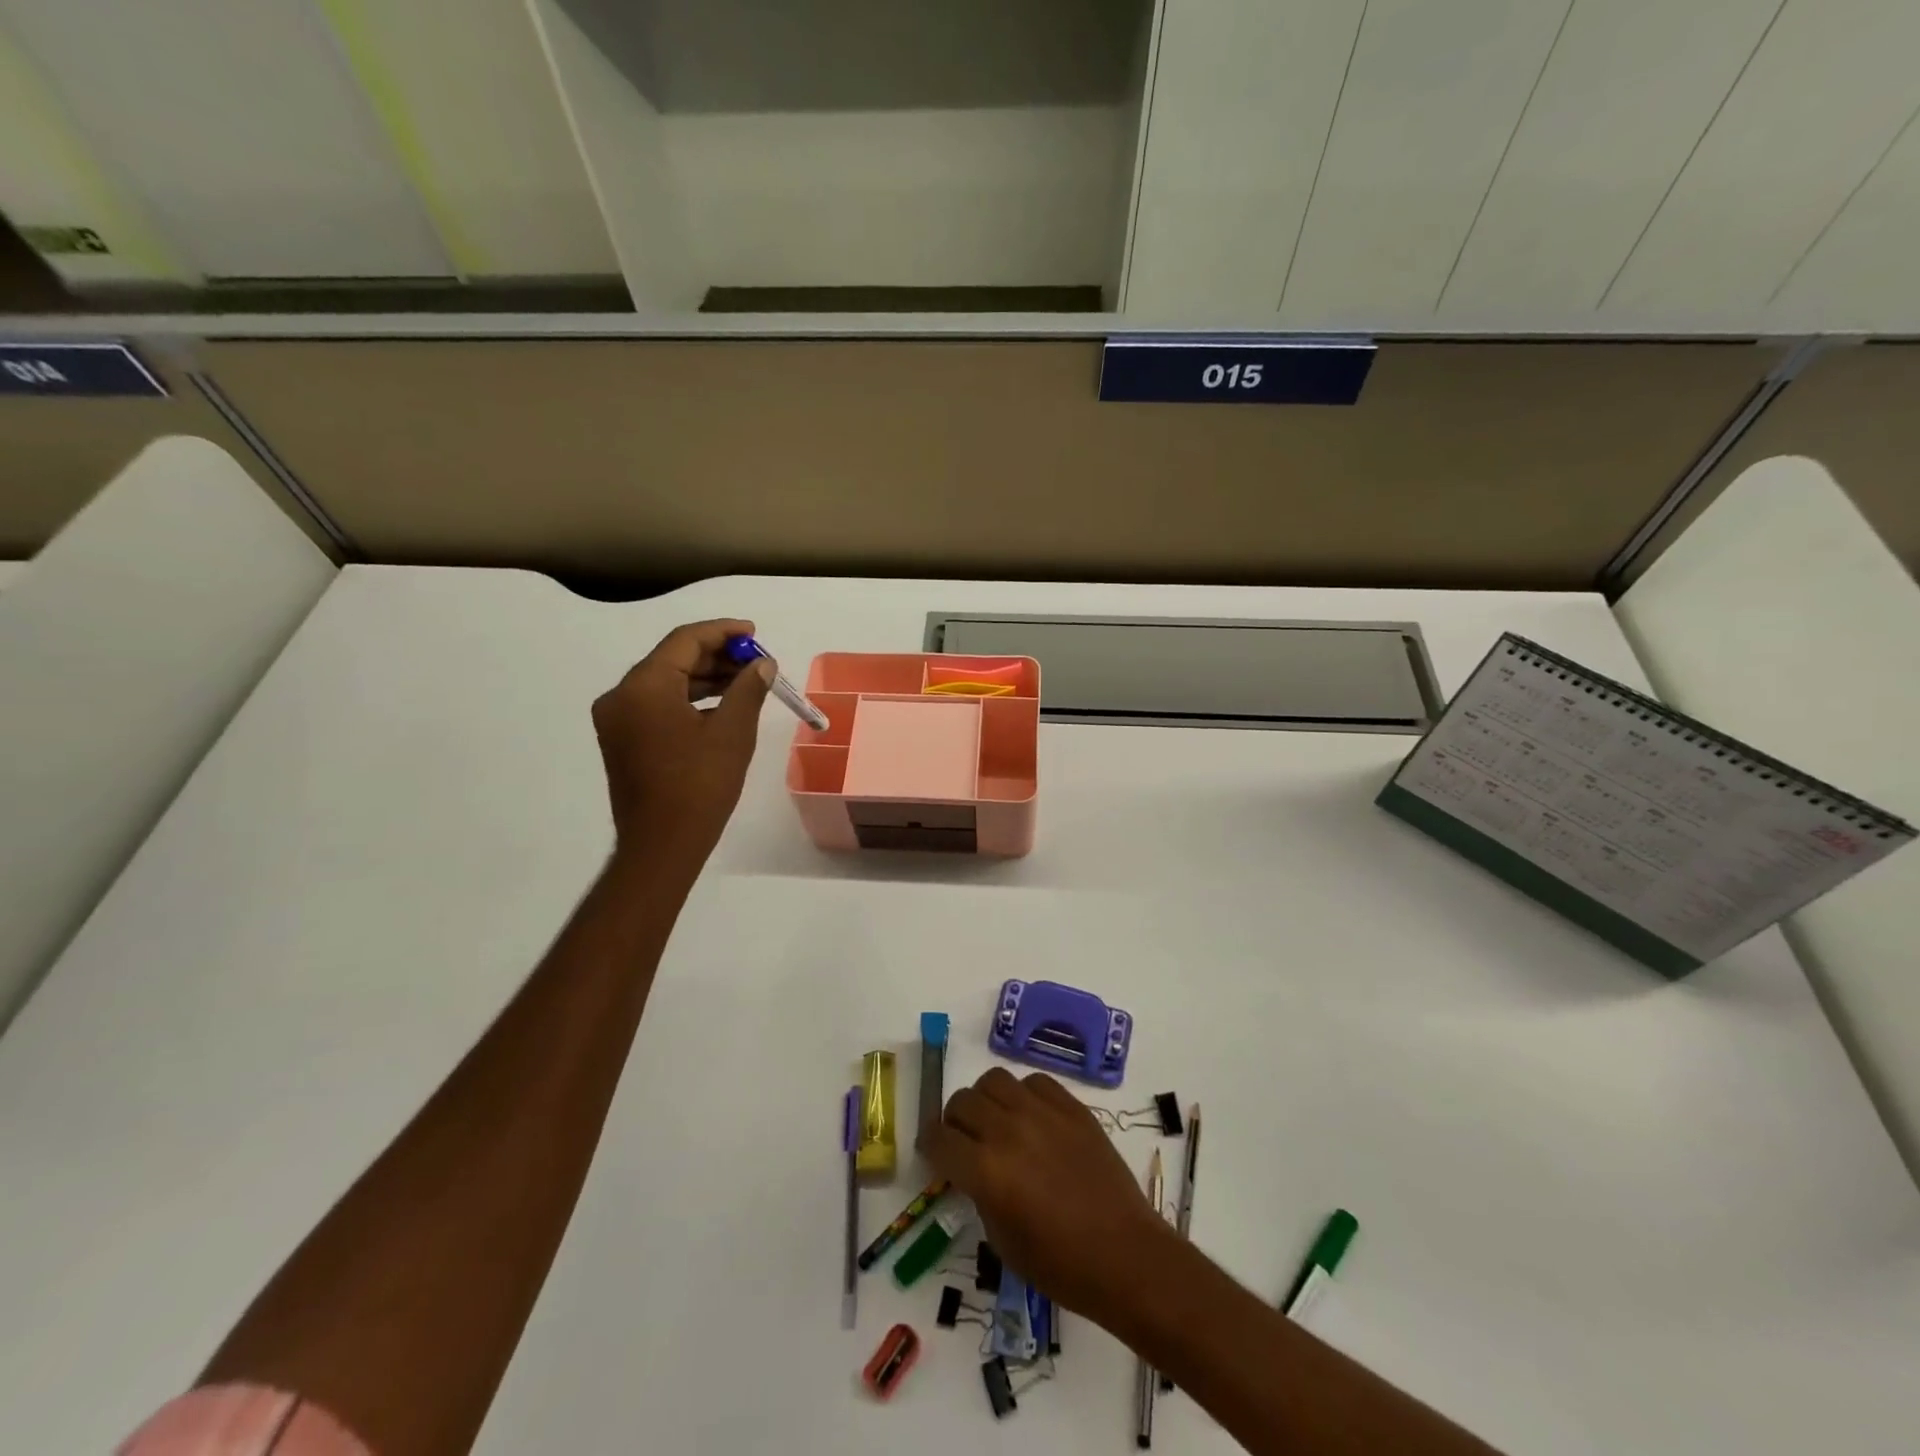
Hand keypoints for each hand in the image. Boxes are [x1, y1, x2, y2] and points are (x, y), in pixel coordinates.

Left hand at [591, 619, 772, 865]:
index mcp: (644, 686)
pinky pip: (657, 705)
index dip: (723, 632)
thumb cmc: (699, 786)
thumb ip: (747, 689)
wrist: (661, 845)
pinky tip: (720, 707)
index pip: (685, 640)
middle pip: (672, 659)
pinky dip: (688, 700)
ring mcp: (617, 720)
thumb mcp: (732, 733)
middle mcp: (621, 695)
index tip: (754, 633)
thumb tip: (761, 664)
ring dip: (704, 678)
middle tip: (755, 662)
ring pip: (665, 682)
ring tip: (745, 683)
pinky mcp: (622, 740)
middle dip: (716, 656)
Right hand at [924, 1068, 1175, 1325]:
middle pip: (962, 1101)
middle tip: (965, 1141)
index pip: (938, 1139)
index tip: (934, 1153)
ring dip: (986, 1100)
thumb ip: (979, 1192)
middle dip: (955, 1122)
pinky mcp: (1071, 1106)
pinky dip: (1024, 1095)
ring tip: (997, 1123)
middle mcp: (1008, 1130)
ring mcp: (1042, 1112)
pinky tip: (1032, 1119)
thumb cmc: (1060, 1265)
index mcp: (986, 1170)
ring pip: (994, 1080)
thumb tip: (972, 1166)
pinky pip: (1034, 1081)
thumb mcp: (1002, 1239)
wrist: (1125, 1254)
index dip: (930, 1146)